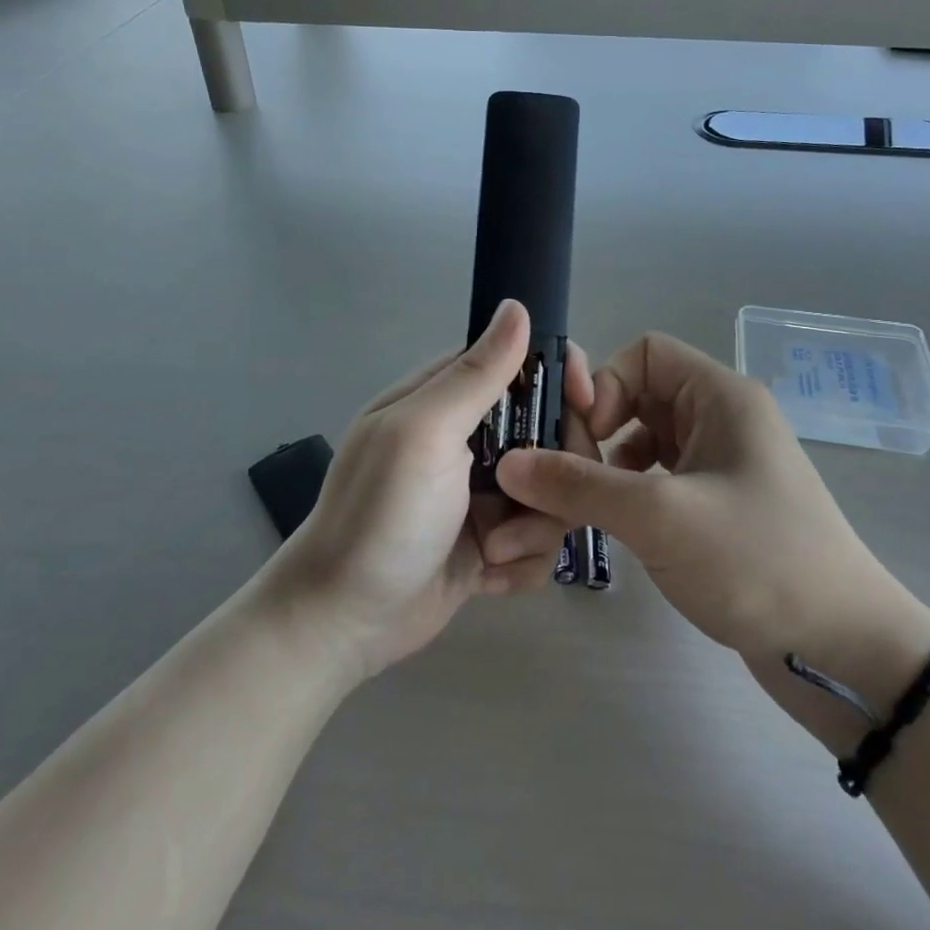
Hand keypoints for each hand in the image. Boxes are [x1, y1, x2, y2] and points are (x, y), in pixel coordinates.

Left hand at [265, 299, 593, 680]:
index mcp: (448, 399)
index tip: (587, 406)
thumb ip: (474, 375)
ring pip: (556, 490)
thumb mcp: (423, 435)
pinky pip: (541, 539)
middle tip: (527, 502)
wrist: (343, 623)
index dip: (561, 378)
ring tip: (492, 551)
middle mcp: (472, 439)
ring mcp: (485, 492)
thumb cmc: (379, 517)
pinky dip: (523, 562)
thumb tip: (517, 306)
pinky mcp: (494, 540)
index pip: (522, 363)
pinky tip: (487, 576)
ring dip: (534, 527)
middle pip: (552, 431)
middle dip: (553, 473)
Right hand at [498, 333, 929, 723]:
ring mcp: (723, 464)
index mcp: (721, 396)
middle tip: (564, 481)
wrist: (845, 652)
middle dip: (595, 432)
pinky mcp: (719, 506)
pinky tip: (613, 529)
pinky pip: (660, 479)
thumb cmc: (757, 561)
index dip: (604, 384)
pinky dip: (628, 495)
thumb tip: (508, 462)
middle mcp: (722, 419)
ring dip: (606, 468)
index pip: (645, 353)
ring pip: (644, 441)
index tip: (581, 438)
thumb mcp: (659, 517)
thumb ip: (578, 485)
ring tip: (581, 509)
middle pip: (639, 396)